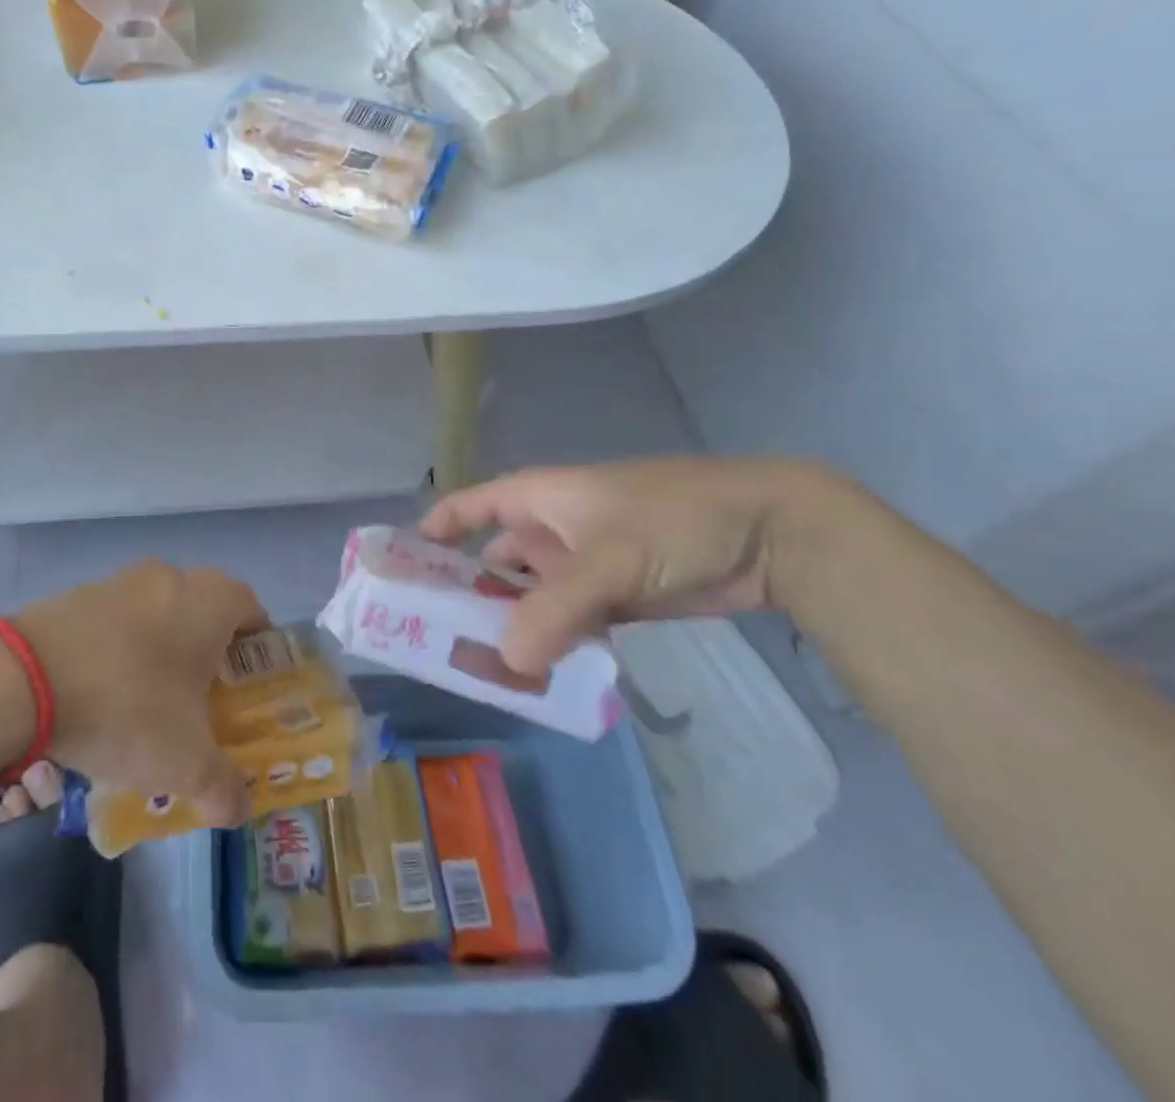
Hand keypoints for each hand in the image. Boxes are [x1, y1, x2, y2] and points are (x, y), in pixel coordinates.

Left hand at [13, 560, 266, 827]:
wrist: (24, 678)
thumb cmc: (127, 707)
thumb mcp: (185, 763)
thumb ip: (223, 788)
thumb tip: (239, 809)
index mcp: (212, 601)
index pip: (254, 614)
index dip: (256, 654)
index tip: (244, 694)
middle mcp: (173, 577)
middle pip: (206, 613)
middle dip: (208, 656)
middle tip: (200, 705)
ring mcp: (124, 579)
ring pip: (161, 614)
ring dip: (162, 651)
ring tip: (148, 706)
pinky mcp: (81, 592)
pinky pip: (119, 620)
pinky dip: (122, 648)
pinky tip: (103, 693)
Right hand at [420, 458, 818, 675]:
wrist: (771, 533)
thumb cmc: (674, 520)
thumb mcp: (610, 558)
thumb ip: (556, 609)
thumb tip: (507, 662)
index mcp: (538, 498)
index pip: (469, 508)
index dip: (434, 533)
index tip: (404, 571)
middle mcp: (551, 529)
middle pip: (494, 561)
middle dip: (468, 596)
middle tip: (437, 642)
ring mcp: (584, 564)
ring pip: (532, 597)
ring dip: (512, 627)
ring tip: (482, 669)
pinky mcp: (615, 596)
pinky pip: (568, 621)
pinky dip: (552, 642)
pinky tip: (537, 675)